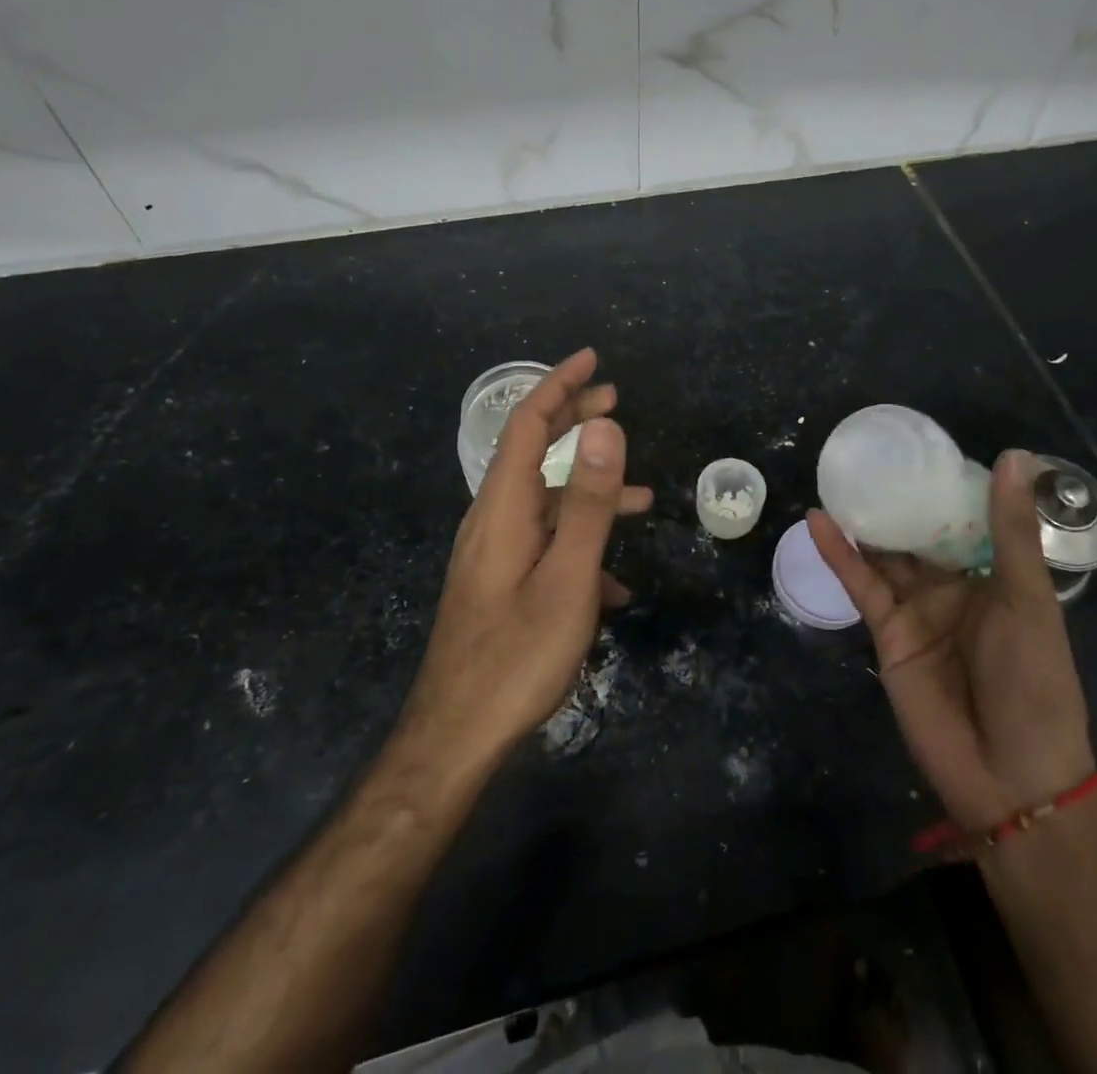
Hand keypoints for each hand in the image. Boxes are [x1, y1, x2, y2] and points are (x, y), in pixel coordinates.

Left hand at [403, 349, 652, 762]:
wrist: (456, 736)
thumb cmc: (517, 655)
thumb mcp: (568, 577)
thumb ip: (589, 502)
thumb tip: (605, 427)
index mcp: (504, 507)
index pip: (528, 423)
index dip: (559, 384)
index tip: (593, 359)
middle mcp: (491, 519)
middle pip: (532, 450)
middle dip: (572, 419)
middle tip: (615, 399)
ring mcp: (492, 552)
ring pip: (544, 500)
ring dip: (588, 489)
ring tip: (640, 498)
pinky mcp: (498, 581)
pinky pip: (542, 543)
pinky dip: (579, 542)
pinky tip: (613, 584)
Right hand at [808, 450, 1093, 830]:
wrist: (1010, 774)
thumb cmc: (1034, 680)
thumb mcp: (1027, 598)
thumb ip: (1011, 530)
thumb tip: (1014, 455)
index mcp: (996, 576)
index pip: (967, 519)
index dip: (946, 486)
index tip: (922, 446)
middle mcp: (955, 587)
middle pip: (920, 534)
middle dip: (898, 500)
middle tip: (868, 455)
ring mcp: (918, 609)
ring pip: (885, 554)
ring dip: (864, 521)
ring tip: (837, 478)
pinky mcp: (887, 632)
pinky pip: (861, 584)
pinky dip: (839, 554)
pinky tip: (818, 520)